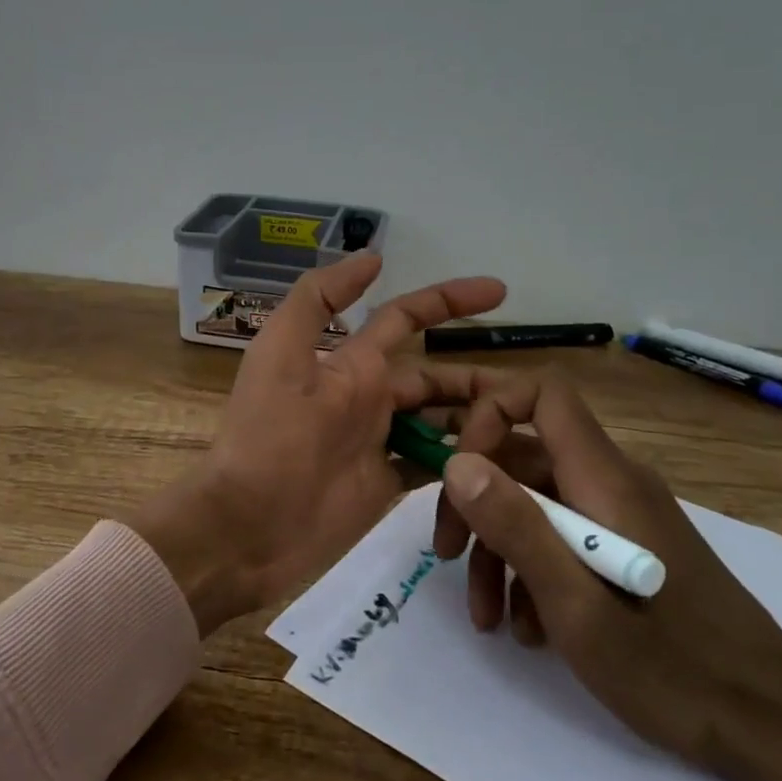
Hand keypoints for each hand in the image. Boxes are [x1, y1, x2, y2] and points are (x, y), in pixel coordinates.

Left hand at [126, 254, 504, 635]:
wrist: (248, 523)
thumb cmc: (269, 435)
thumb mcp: (282, 351)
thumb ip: (317, 299)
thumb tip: (370, 257)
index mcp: (350, 363)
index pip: (406, 318)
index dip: (448, 300)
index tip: (499, 291)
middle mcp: (369, 397)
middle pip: (436, 378)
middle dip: (478, 378)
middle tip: (533, 393)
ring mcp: (379, 442)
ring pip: (441, 420)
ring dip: (478, 422)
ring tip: (527, 432)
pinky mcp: (385, 485)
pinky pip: (433, 465)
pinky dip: (462, 462)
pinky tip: (499, 467)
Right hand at [404, 364, 781, 780]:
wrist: (777, 731)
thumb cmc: (675, 671)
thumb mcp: (578, 608)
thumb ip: (517, 528)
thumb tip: (457, 462)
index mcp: (605, 479)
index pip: (542, 393)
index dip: (490, 412)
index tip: (459, 471)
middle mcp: (612, 482)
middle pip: (523, 452)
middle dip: (474, 497)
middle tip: (445, 552)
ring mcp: (620, 516)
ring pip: (534, 500)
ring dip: (496, 546)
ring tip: (485, 612)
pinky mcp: (624, 548)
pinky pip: (560, 534)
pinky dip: (529, 568)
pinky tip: (524, 625)